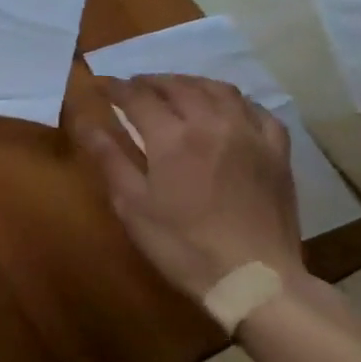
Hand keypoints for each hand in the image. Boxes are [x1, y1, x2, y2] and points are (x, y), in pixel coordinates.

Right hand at [77, 75, 303, 300]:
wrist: (254, 279)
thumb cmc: (183, 246)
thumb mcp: (133, 205)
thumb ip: (108, 157)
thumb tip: (83, 121)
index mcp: (173, 137)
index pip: (138, 96)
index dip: (116, 88)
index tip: (101, 86)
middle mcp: (212, 123)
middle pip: (178, 86)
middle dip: (151, 82)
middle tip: (133, 87)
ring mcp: (250, 134)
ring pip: (218, 90)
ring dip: (190, 83)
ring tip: (175, 90)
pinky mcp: (277, 152)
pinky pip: (257, 111)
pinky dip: (236, 102)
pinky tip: (227, 109)